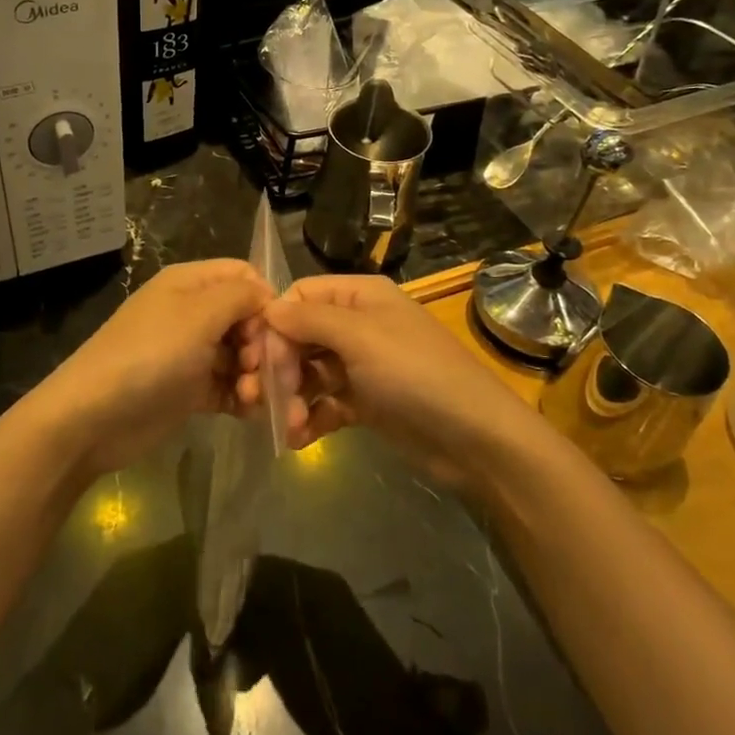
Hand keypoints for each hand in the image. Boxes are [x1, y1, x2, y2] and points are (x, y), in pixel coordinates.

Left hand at [35, 259, 271, 477]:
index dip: (265, 299)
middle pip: (246, 318)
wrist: (94, 417)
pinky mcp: (189, 390)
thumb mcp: (198, 315)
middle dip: (263, 344)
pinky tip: (250, 411)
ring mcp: (190, 353)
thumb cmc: (150, 355)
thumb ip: (240, 296)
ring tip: (252, 396)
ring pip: (240, 355)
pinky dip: (242, 397)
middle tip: (262, 370)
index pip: (243, 276)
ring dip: (256, 375)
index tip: (277, 331)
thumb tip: (267, 297)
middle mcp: (192, 313)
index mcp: (190, 284)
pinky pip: (228, 386)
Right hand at [238, 276, 528, 484]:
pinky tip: (298, 439)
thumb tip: (267, 308)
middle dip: (280, 367)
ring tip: (287, 426)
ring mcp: (362, 365)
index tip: (258, 359)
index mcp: (360, 295)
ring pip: (309, 373)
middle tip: (264, 400)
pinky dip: (310, 418)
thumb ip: (310, 320)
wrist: (476, 438)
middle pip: (300, 336)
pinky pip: (325, 403)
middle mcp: (358, 325)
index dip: (275, 324)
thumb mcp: (361, 337)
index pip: (300, 297)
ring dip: (291, 397)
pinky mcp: (366, 403)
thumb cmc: (416, 374)